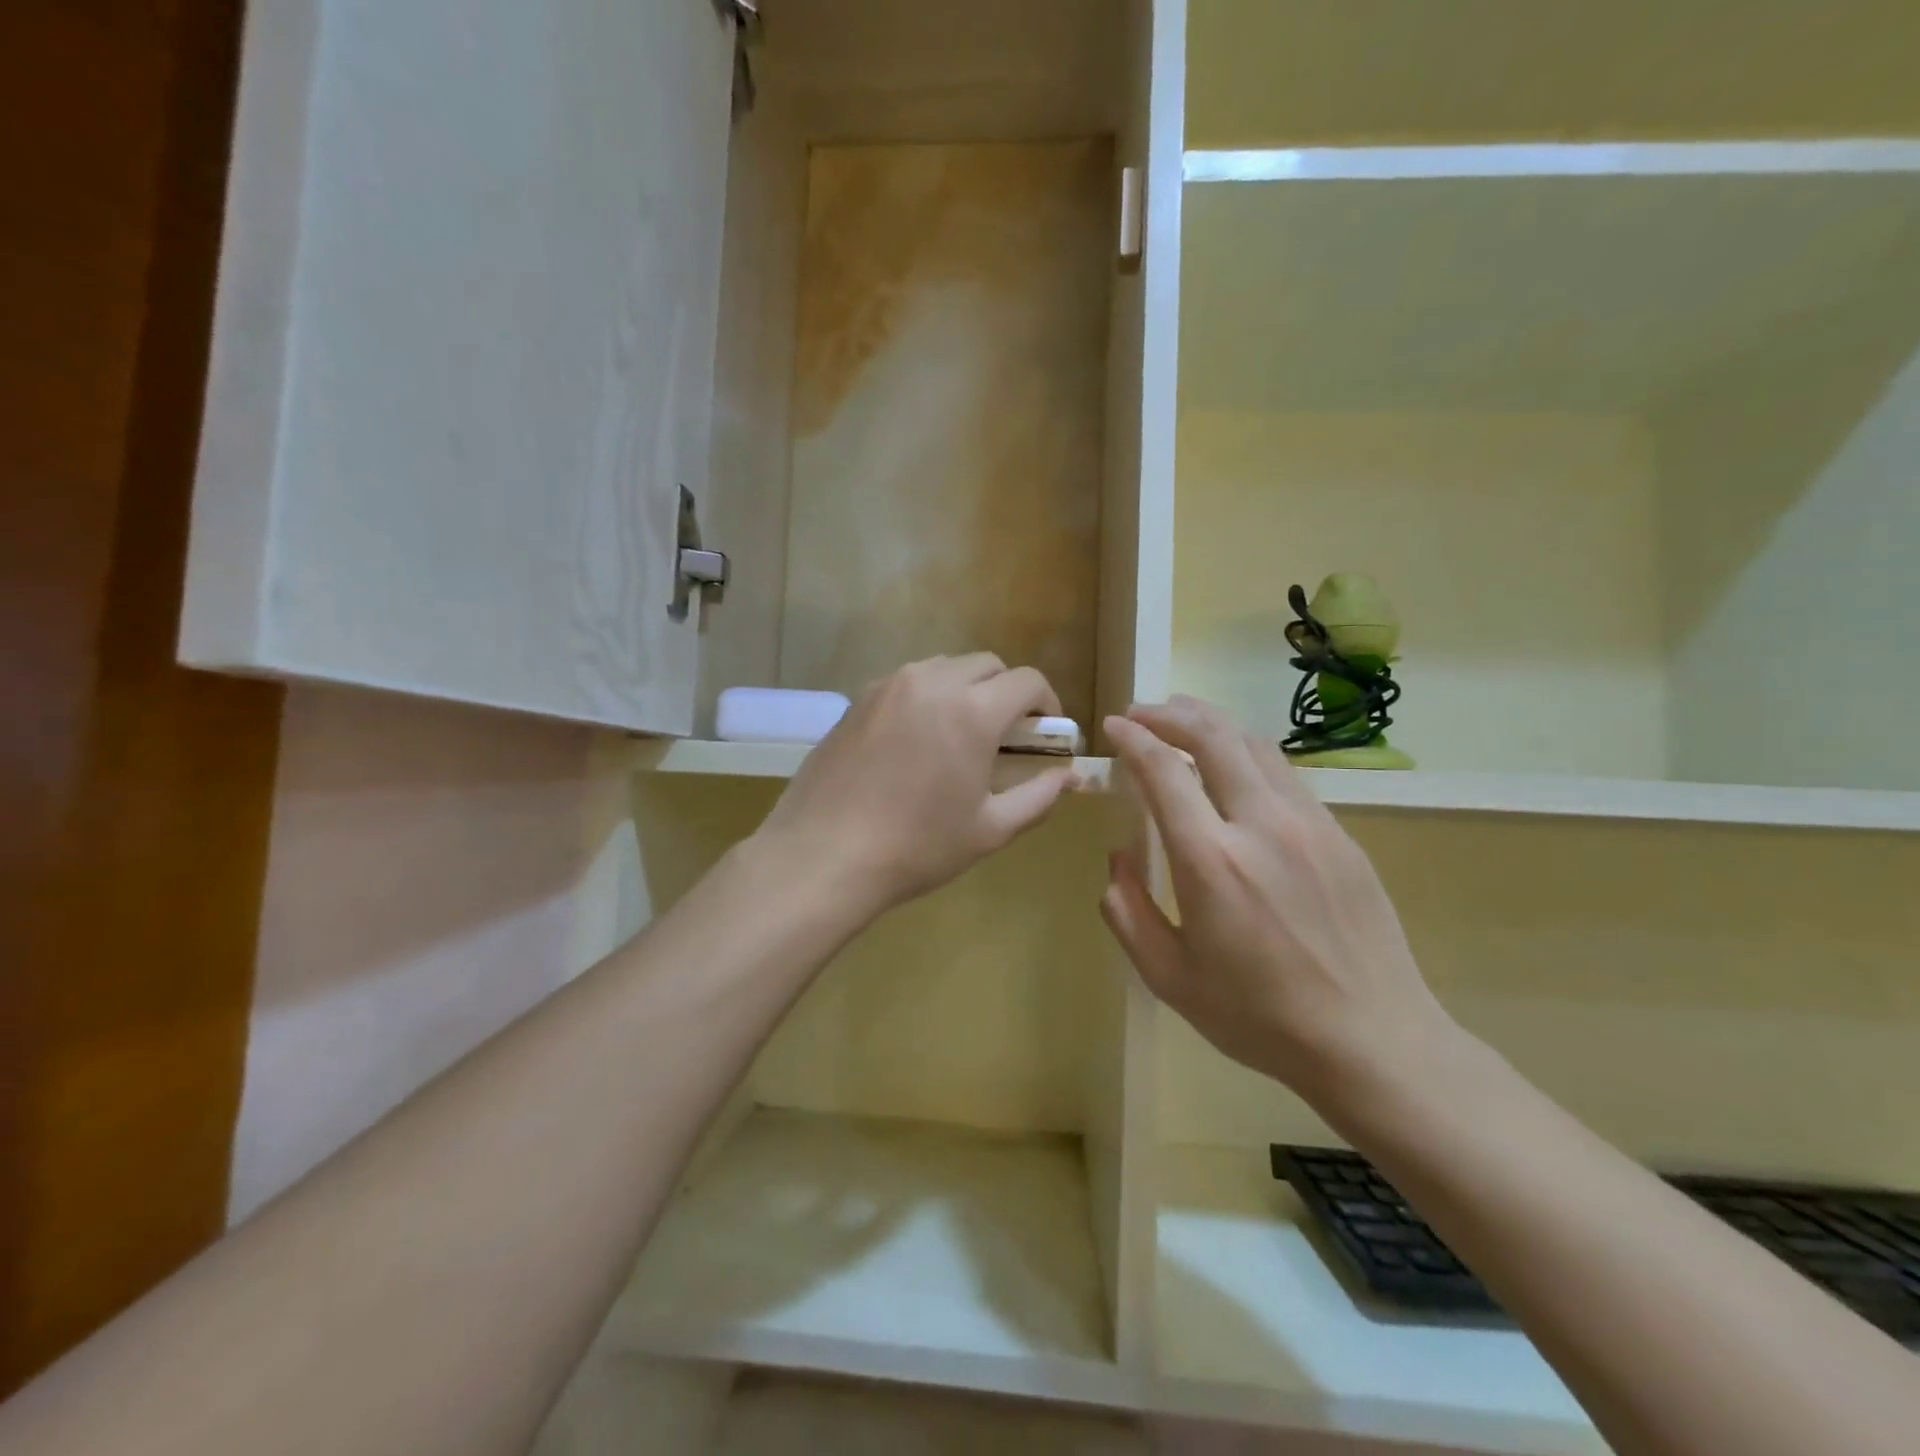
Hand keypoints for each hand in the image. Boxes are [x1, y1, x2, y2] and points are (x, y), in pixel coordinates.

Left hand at [753, 655, 1079, 919]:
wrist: (824, 854)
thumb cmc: (917, 847)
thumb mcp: (989, 829)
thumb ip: (1038, 797)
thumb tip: (1068, 778)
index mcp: (972, 711)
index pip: (1027, 681)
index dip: (1047, 703)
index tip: (1045, 733)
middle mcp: (932, 683)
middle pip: (987, 665)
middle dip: (1006, 692)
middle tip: (1005, 736)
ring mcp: (889, 686)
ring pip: (944, 667)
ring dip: (966, 689)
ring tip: (959, 735)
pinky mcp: (858, 699)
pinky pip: (907, 682)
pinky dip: (927, 696)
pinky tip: (916, 740)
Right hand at [1101, 697, 1453, 1100]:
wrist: (1374, 1040)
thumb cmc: (1260, 1017)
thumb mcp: (1170, 978)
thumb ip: (1128, 912)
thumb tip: (1118, 858)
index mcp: (1211, 861)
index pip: (1164, 771)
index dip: (1132, 740)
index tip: (1112, 728)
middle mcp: (1261, 825)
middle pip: (1214, 736)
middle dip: (1169, 713)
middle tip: (1141, 713)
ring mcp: (1309, 824)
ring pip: (1255, 744)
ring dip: (1211, 723)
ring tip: (1182, 721)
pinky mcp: (1340, 835)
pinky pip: (1285, 774)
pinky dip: (1247, 753)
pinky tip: (1234, 768)